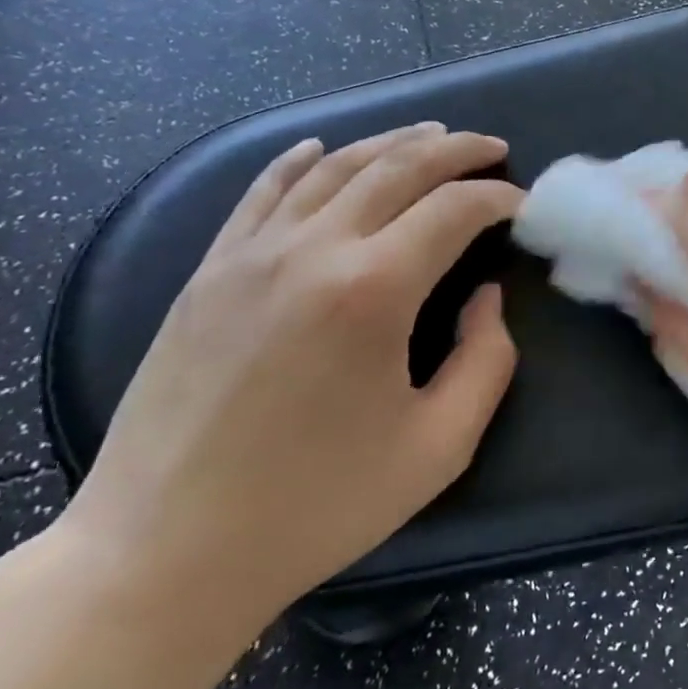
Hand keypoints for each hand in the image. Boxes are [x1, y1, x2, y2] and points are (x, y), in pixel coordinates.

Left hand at [59, 124, 521, 638]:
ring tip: (431, 136)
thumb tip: (486, 297)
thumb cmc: (317, 505)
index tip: (524, 205)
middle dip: (455, 150)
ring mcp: (250, 254)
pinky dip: (300, 160)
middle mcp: (313, 250)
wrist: (163, 552)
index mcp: (373, 290)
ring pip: (333, 167)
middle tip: (493, 147)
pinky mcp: (209, 272)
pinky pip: (261, 191)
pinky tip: (321, 148)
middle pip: (397, 168)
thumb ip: (487, 360)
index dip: (499, 198)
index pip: (454, 210)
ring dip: (390, 143)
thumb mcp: (438, 446)